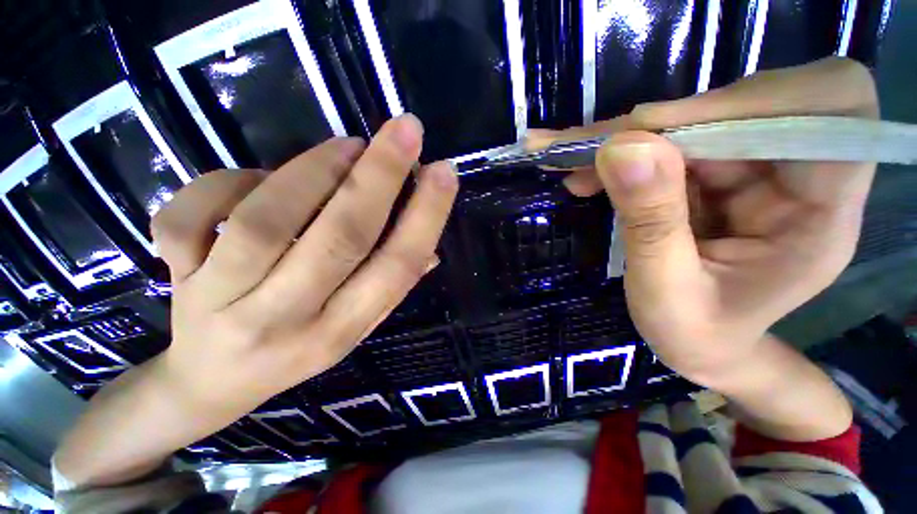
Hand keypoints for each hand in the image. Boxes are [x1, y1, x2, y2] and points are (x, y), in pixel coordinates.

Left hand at [151, 114, 456, 431]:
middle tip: (405, 130)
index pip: (396, 268)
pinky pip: (194, 210)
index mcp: (339, 331)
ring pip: (269, 218)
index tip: (444, 172)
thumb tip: (430, 247)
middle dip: (380, 176)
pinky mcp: (174, 274)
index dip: (425, 216)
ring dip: (316, 170)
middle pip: (341, 237)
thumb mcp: (353, 326)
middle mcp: (286, 319)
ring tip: (347, 147)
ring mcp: (220, 300)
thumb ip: (390, 286)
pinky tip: (256, 180)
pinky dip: (231, 180)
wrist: (211, 381)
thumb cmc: (295, 349)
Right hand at [529, 57, 877, 386]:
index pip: (833, 108)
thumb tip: (622, 146)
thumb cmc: (696, 336)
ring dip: (628, 139)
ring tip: (571, 161)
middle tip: (587, 146)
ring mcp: (755, 173)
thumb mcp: (666, 291)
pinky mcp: (717, 177)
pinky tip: (584, 176)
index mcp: (821, 214)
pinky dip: (622, 155)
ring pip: (698, 121)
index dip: (749, 100)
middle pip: (750, 105)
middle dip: (661, 122)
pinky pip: (671, 146)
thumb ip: (650, 222)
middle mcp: (799, 179)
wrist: (703, 349)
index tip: (655, 128)